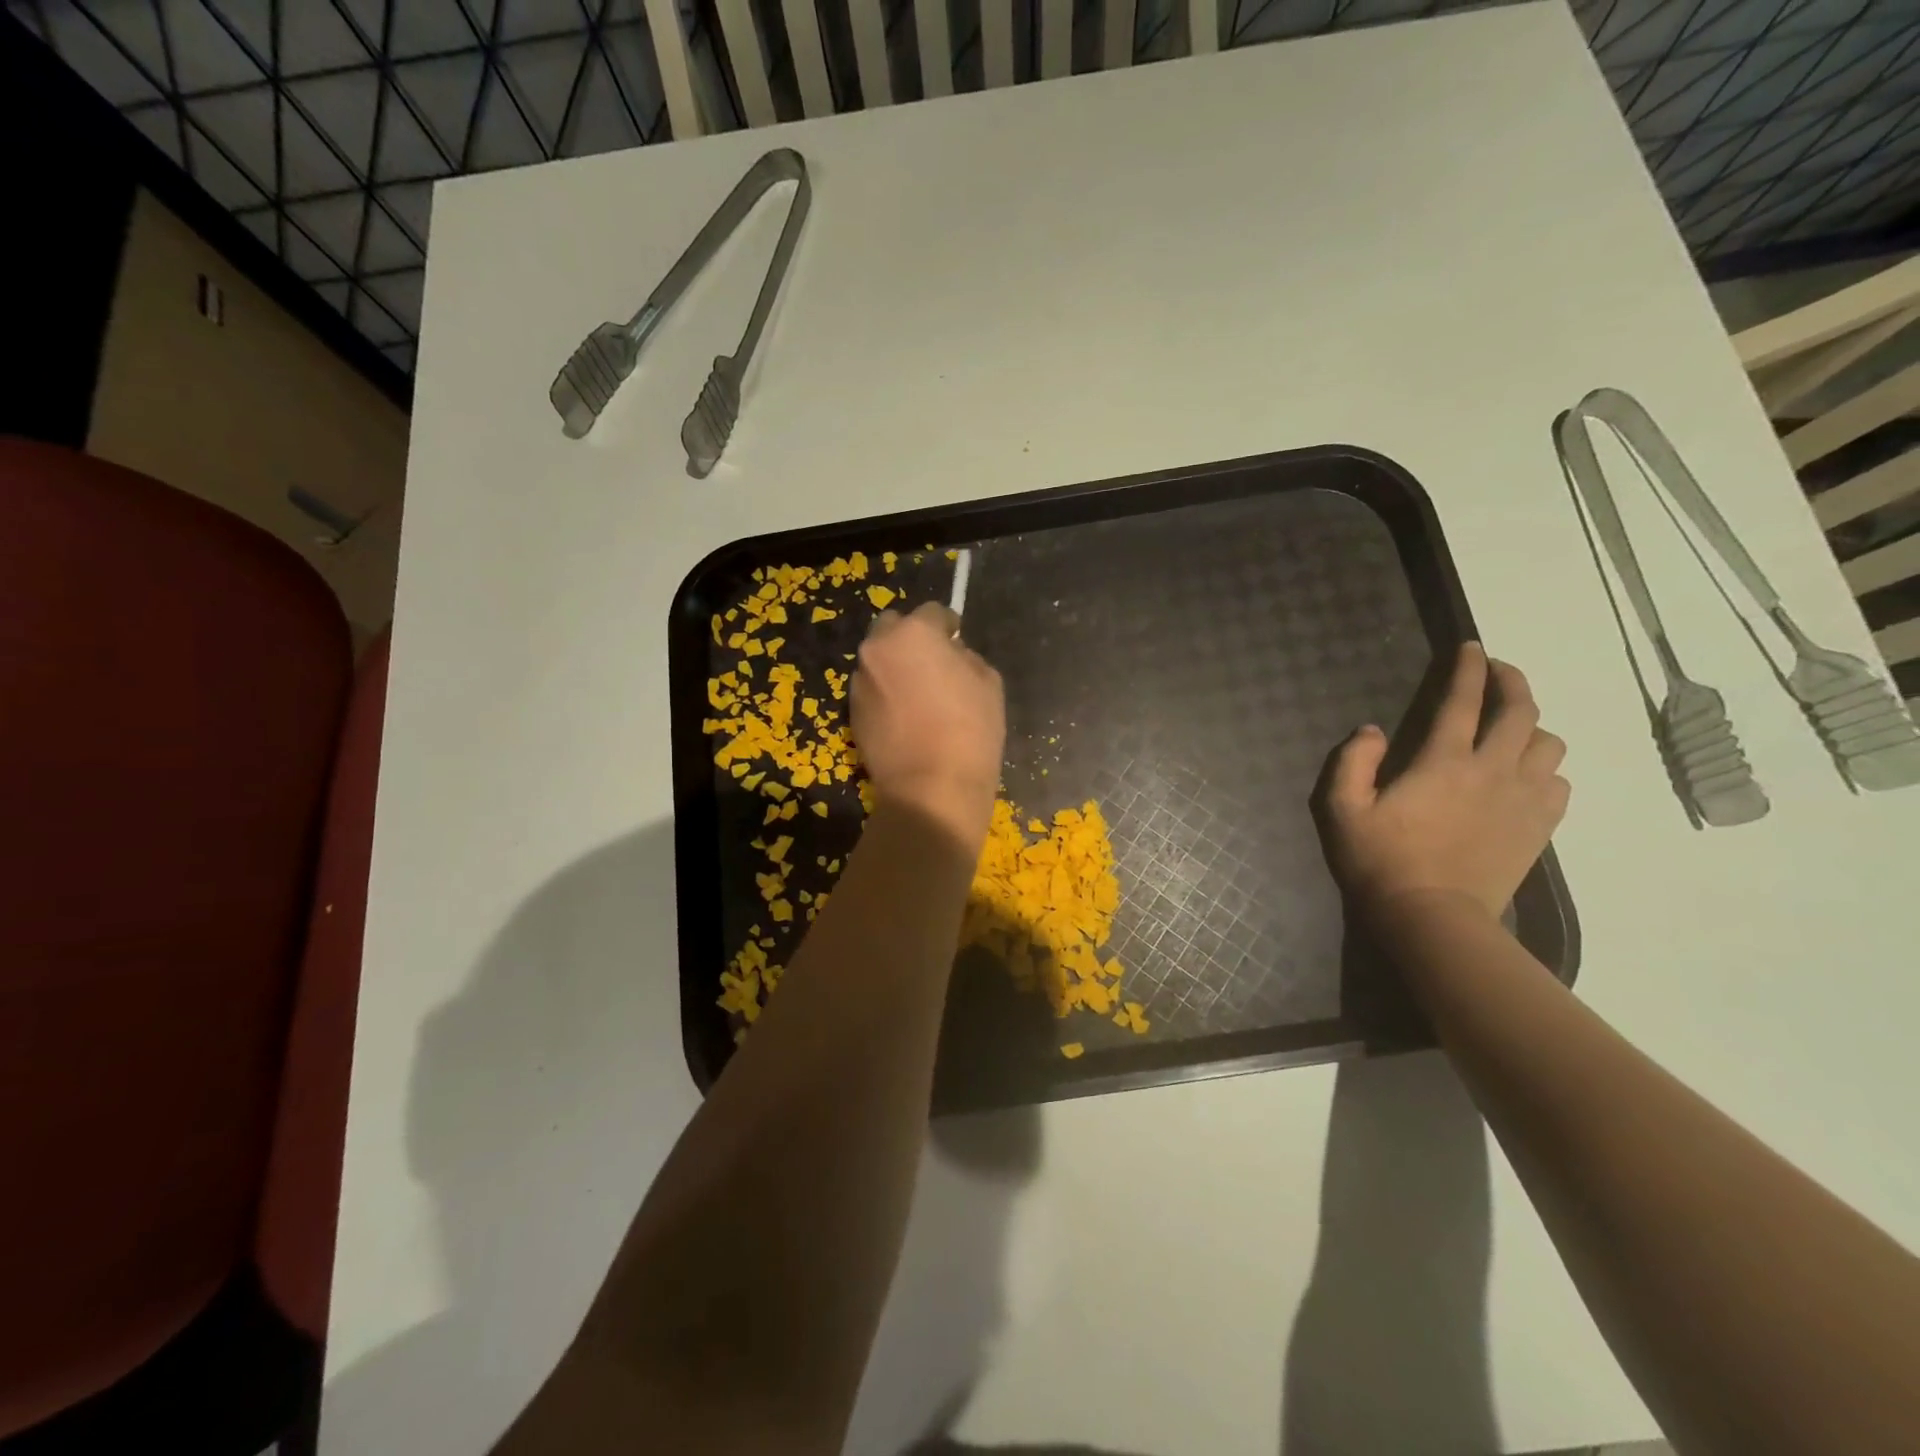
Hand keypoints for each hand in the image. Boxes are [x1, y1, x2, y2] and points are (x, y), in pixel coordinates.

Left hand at [851, 602, 1004, 843]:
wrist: (930, 788)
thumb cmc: (970, 730)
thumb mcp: (988, 682)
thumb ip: (966, 657)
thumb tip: (951, 656)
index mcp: (913, 634)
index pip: (932, 613)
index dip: (949, 626)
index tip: (957, 640)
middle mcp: (877, 649)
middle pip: (893, 629)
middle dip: (911, 639)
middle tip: (933, 664)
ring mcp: (859, 682)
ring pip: (879, 661)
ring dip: (896, 667)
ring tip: (918, 695)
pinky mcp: (850, 713)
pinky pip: (872, 690)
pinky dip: (886, 694)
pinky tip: (904, 718)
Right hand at [1319, 643, 1568, 923]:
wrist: (1432, 917)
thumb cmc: (1380, 861)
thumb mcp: (1342, 810)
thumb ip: (1352, 762)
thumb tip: (1372, 731)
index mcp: (1442, 761)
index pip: (1463, 700)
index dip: (1468, 669)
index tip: (1471, 647)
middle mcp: (1492, 770)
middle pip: (1521, 711)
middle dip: (1512, 682)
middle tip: (1499, 672)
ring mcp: (1523, 799)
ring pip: (1548, 743)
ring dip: (1531, 727)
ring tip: (1512, 730)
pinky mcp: (1540, 827)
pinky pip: (1559, 782)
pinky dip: (1545, 768)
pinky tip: (1526, 775)